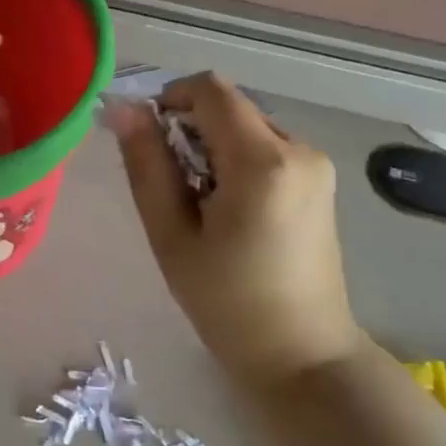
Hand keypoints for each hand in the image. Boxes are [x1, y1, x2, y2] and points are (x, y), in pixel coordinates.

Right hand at [113, 73, 364, 385]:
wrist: (303, 356)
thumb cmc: (227, 302)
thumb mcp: (172, 234)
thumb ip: (147, 165)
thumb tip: (124, 109)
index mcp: (263, 161)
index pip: (210, 89)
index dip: (170, 98)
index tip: (148, 140)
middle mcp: (299, 149)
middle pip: (229, 106)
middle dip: (190, 128)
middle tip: (169, 184)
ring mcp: (316, 165)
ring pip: (246, 125)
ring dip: (213, 146)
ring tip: (199, 203)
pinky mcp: (320, 181)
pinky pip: (266, 147)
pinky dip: (236, 160)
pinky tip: (228, 208)